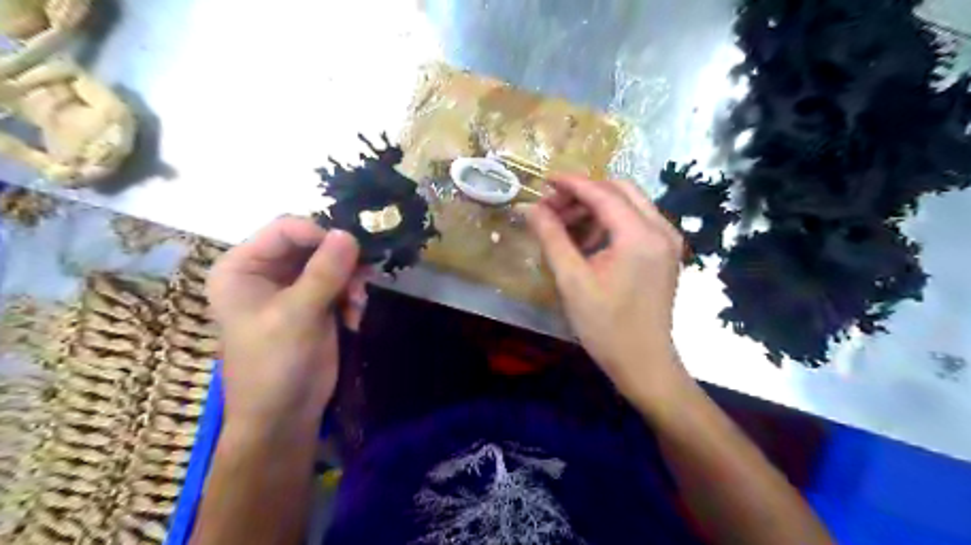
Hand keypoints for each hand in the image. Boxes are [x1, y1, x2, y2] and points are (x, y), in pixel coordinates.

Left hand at [206, 217, 369, 432]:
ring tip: (358, 305)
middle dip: (341, 263)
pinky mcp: (314, 303)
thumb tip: (349, 233)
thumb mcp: (297, 315)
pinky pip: (340, 283)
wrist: (285, 416)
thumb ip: (324, 272)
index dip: (320, 234)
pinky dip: (352, 297)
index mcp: (243, 267)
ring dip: (350, 281)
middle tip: (361, 283)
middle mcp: (266, 271)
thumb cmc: (275, 365)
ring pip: (332, 263)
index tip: (351, 251)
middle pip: (312, 244)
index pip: (285, 229)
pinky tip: (354, 318)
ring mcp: (292, 287)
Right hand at [523, 176, 689, 409]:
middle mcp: (661, 229)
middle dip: (584, 193)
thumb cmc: (606, 326)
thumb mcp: (572, 281)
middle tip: (553, 208)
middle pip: (620, 191)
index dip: (571, 184)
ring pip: (629, 205)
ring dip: (597, 208)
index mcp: (640, 235)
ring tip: (566, 227)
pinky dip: (610, 223)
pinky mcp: (665, 254)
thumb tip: (531, 208)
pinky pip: (636, 223)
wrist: (644, 363)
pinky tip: (588, 242)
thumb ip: (552, 238)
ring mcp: (667, 241)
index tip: (544, 180)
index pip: (603, 193)